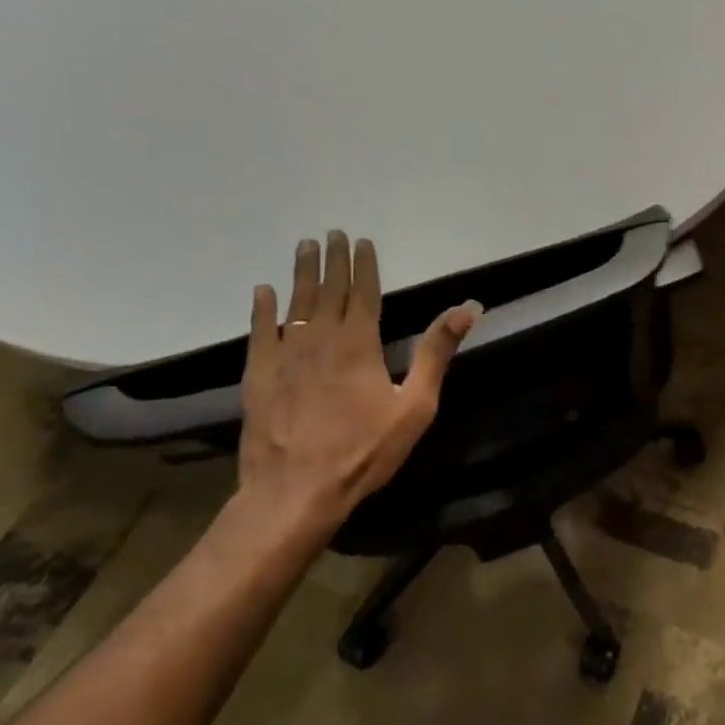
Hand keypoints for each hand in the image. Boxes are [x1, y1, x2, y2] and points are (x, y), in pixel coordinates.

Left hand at [237, 232, 479, 537]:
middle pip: (328, 290)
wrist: (296, 490)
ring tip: (303, 247)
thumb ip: (436, 353)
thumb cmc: (364, 450)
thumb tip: (465, 308)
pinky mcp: (259, 375)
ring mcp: (285, 355)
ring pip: (295, 303)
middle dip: (332, 260)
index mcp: (360, 343)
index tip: (361, 241)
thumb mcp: (415, 405)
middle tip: (331, 234)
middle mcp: (321, 338)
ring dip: (300, 274)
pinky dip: (262, 309)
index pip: (364, 293)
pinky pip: (260, 332)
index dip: (364, 265)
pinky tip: (263, 292)